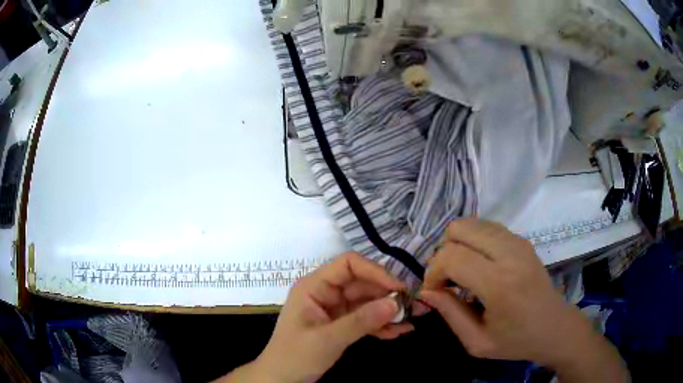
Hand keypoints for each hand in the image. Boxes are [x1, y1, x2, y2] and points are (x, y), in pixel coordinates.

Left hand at [253, 252, 412, 382]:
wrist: (281, 379)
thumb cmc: (295, 356)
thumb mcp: (327, 339)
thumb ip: (361, 321)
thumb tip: (396, 303)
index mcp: (314, 286)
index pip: (348, 265)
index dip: (375, 272)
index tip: (398, 288)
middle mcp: (326, 293)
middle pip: (362, 284)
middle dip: (387, 295)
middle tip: (412, 308)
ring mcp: (335, 309)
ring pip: (367, 302)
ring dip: (388, 312)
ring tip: (410, 322)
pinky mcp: (341, 324)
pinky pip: (365, 318)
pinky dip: (381, 324)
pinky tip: (399, 332)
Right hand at [419, 219, 628, 381]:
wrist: (554, 327)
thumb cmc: (516, 341)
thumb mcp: (477, 341)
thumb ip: (449, 313)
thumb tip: (425, 291)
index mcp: (499, 284)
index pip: (451, 257)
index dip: (433, 273)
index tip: (434, 292)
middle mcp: (510, 254)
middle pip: (459, 229)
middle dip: (443, 253)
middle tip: (447, 280)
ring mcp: (518, 242)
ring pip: (471, 223)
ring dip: (458, 245)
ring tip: (462, 273)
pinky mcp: (522, 239)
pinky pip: (486, 227)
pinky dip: (473, 242)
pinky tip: (478, 265)